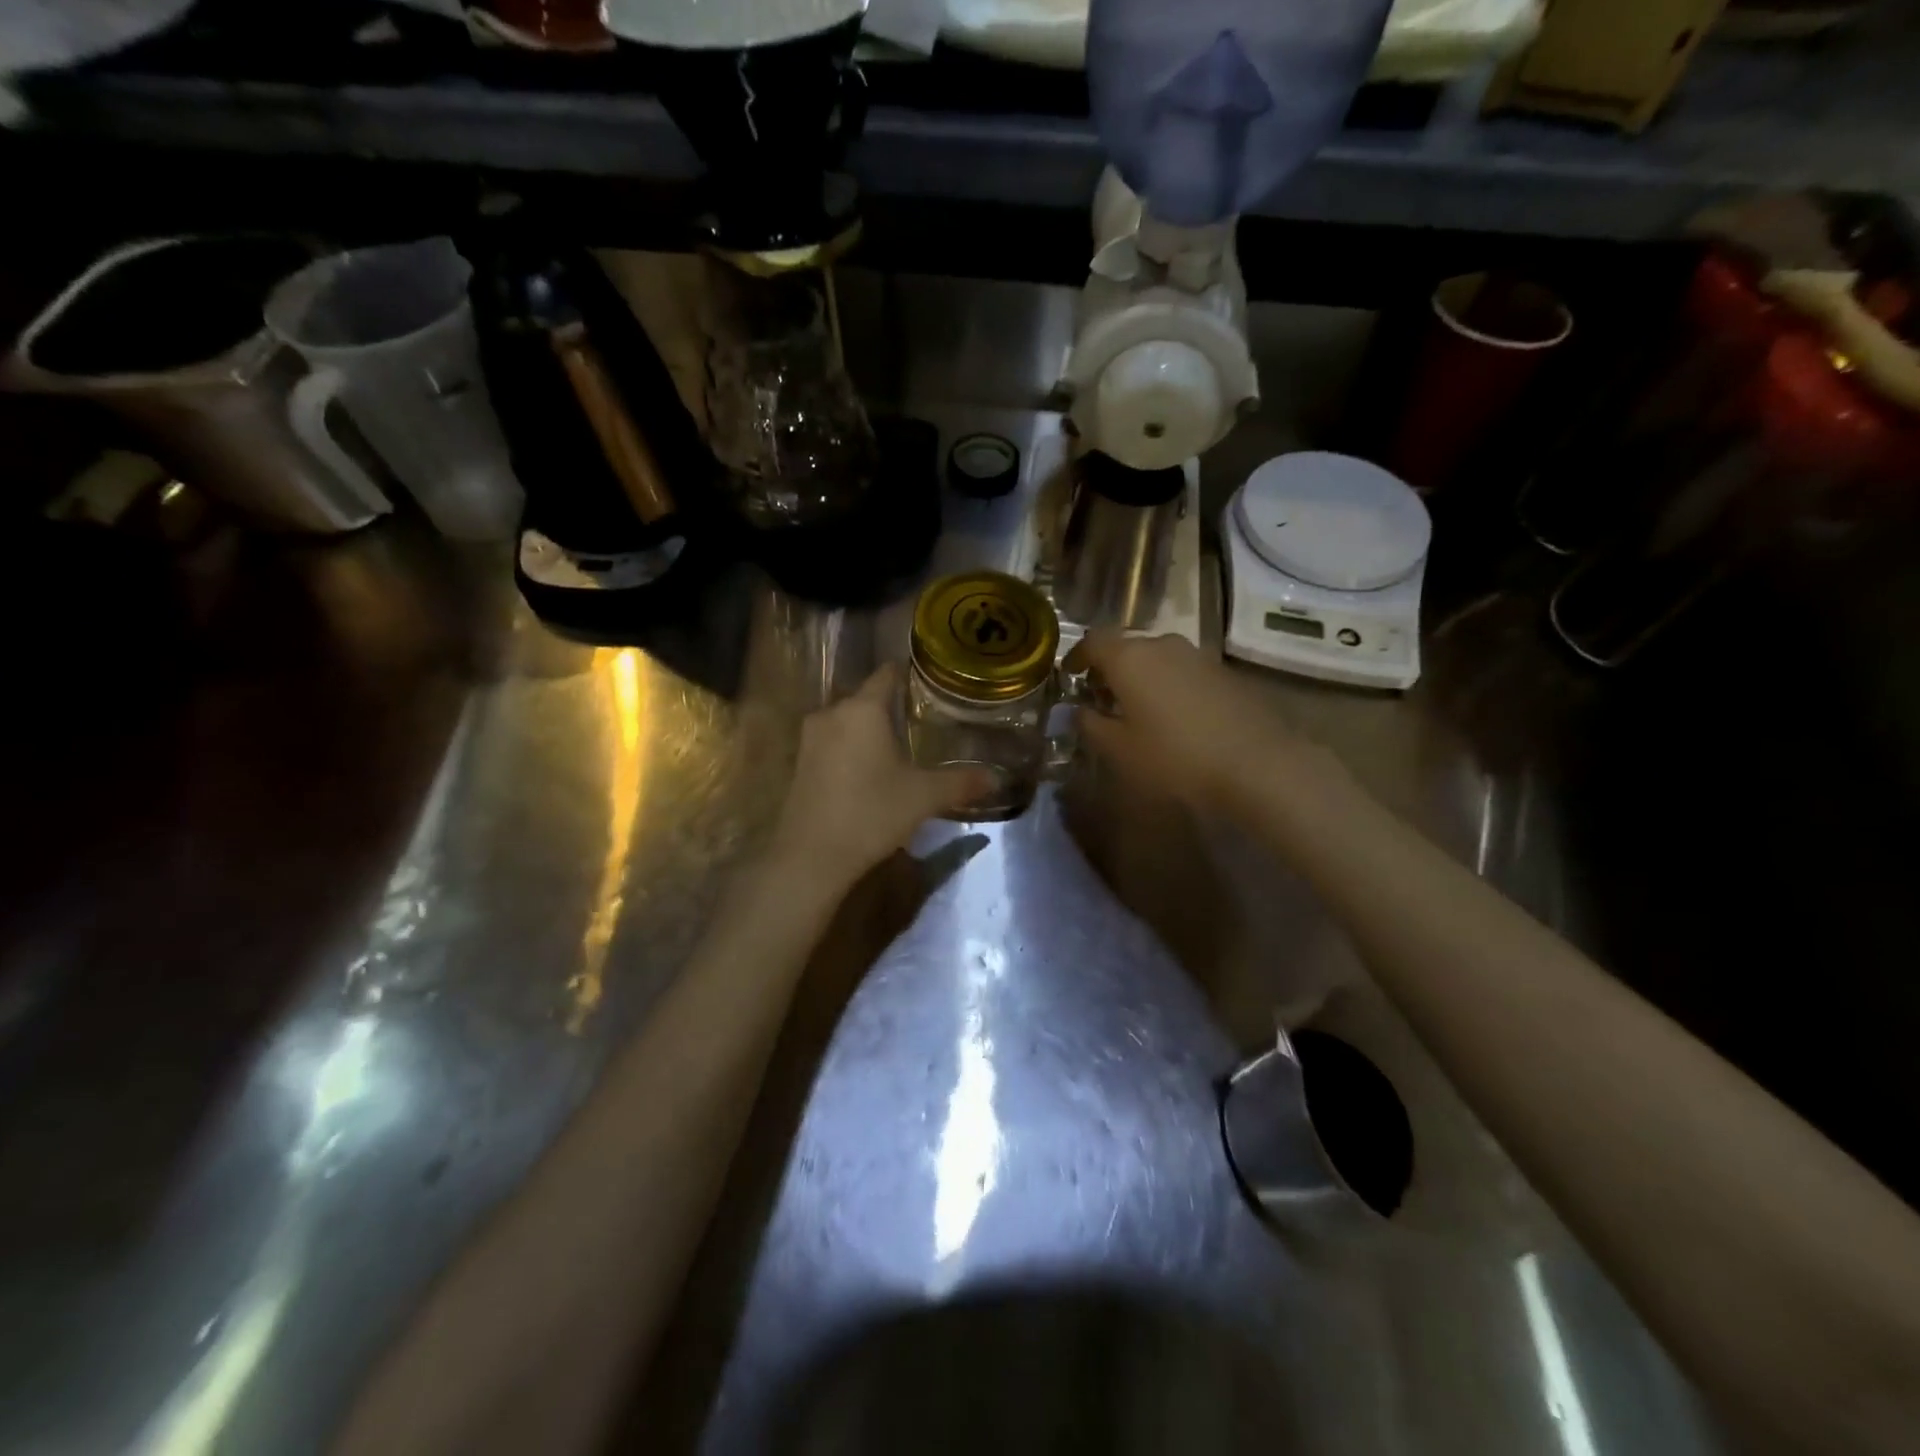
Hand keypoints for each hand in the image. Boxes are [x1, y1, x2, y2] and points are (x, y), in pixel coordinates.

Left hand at [769, 665, 991, 891]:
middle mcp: (832, 713)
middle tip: (922, 717)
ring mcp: (810, 738)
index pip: (887, 674)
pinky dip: (851, 747)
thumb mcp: (924, 797)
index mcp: (863, 709)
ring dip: (868, 729)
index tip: (929, 680)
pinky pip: (832, 742)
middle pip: (865, 697)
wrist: (811, 856)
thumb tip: (996, 778)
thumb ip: (961, 782)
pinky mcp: (799, 763)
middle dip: (891, 705)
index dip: (908, 673)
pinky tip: (869, 768)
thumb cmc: (872, 813)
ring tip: (898, 743)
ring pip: (847, 721)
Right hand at [1065, 632, 1333, 816]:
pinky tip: (1172, 717)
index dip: (1077, 656)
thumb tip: (1078, 710)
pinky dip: (1168, 685)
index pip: (1093, 640)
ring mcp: (1199, 656)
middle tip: (1101, 698)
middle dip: (1110, 668)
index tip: (1070, 675)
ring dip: (1141, 676)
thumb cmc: (1174, 757)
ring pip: (1157, 658)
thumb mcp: (1119, 749)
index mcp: (1130, 657)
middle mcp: (1163, 645)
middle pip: (1127, 647)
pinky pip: (1183, 671)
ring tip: (1136, 709)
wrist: (1256, 765)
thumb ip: (1090, 724)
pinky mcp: (1224, 673)